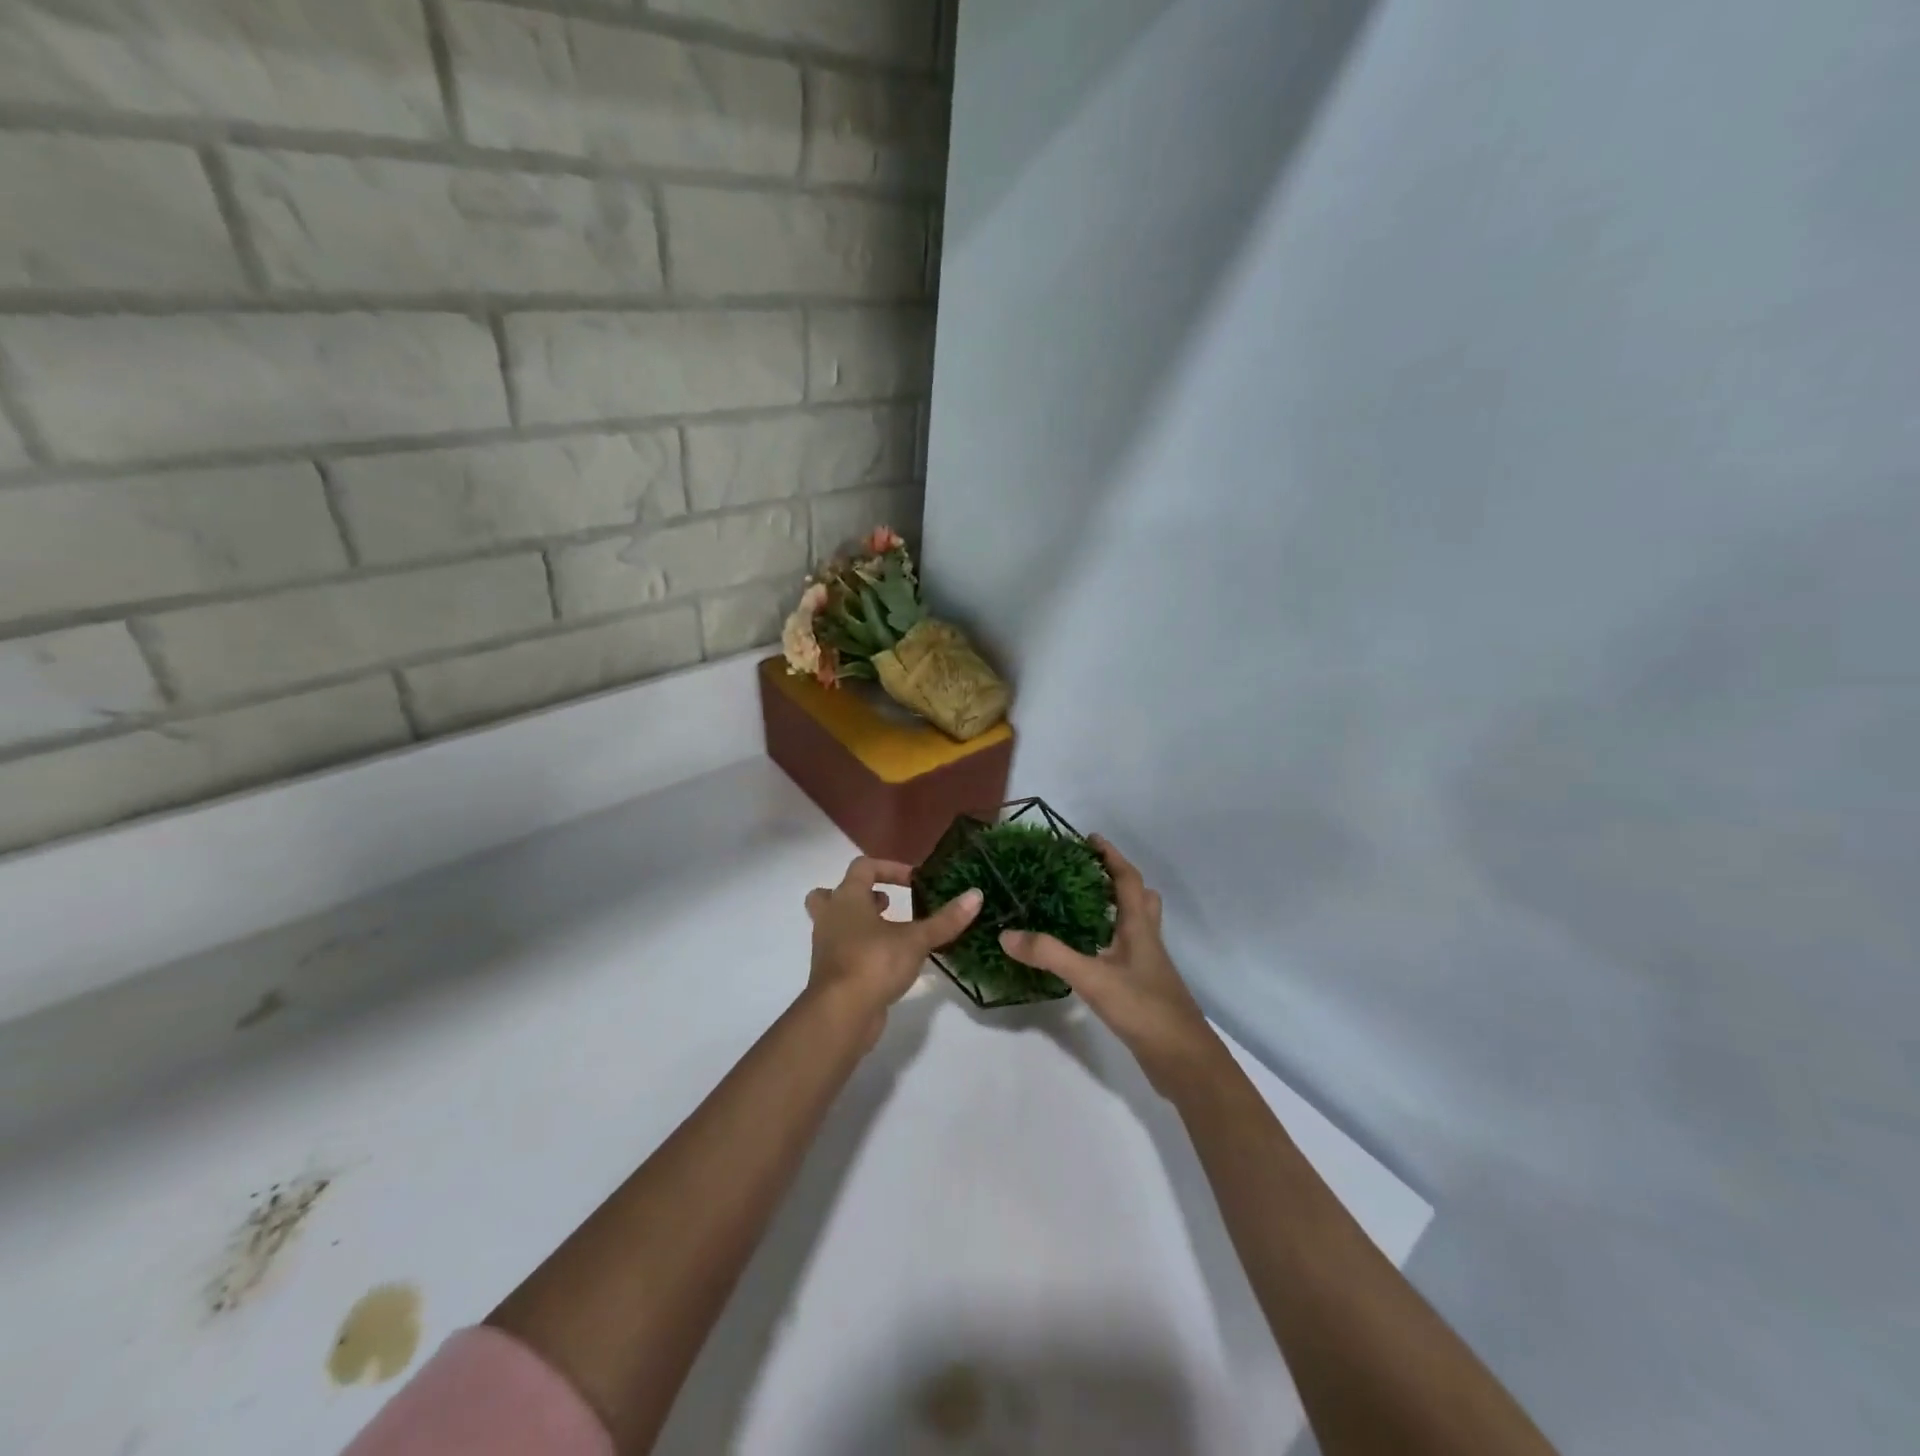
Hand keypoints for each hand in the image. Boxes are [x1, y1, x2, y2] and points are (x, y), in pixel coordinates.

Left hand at [805, 856, 981, 1045]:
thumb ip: (945, 920)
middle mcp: (831, 917)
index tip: (915, 882)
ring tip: (891, 932)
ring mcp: (826, 946)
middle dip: (859, 894)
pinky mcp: (830, 973)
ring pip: (835, 923)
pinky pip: (843, 950)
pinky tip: (888, 960)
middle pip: (832, 893)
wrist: (840, 1014)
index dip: (890, 868)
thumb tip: (976, 895)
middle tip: (886, 904)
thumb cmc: (874, 963)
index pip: (864, 867)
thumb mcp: (916, 940)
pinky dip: (861, 949)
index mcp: (847, 898)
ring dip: (860, 923)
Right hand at [1000, 836, 1221, 1096]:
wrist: (1183, 1060)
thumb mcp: (1092, 978)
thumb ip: (1050, 955)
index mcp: (1139, 928)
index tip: (1090, 839)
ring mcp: (1147, 966)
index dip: (1111, 856)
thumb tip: (1006, 934)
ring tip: (1078, 908)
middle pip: (1139, 899)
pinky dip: (1106, 942)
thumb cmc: (1144, 1009)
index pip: (1128, 880)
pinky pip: (1124, 952)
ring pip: (1134, 926)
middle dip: (1116, 881)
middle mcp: (1146, 940)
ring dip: (1113, 911)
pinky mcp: (1143, 988)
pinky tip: (1084, 955)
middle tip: (1086, 874)